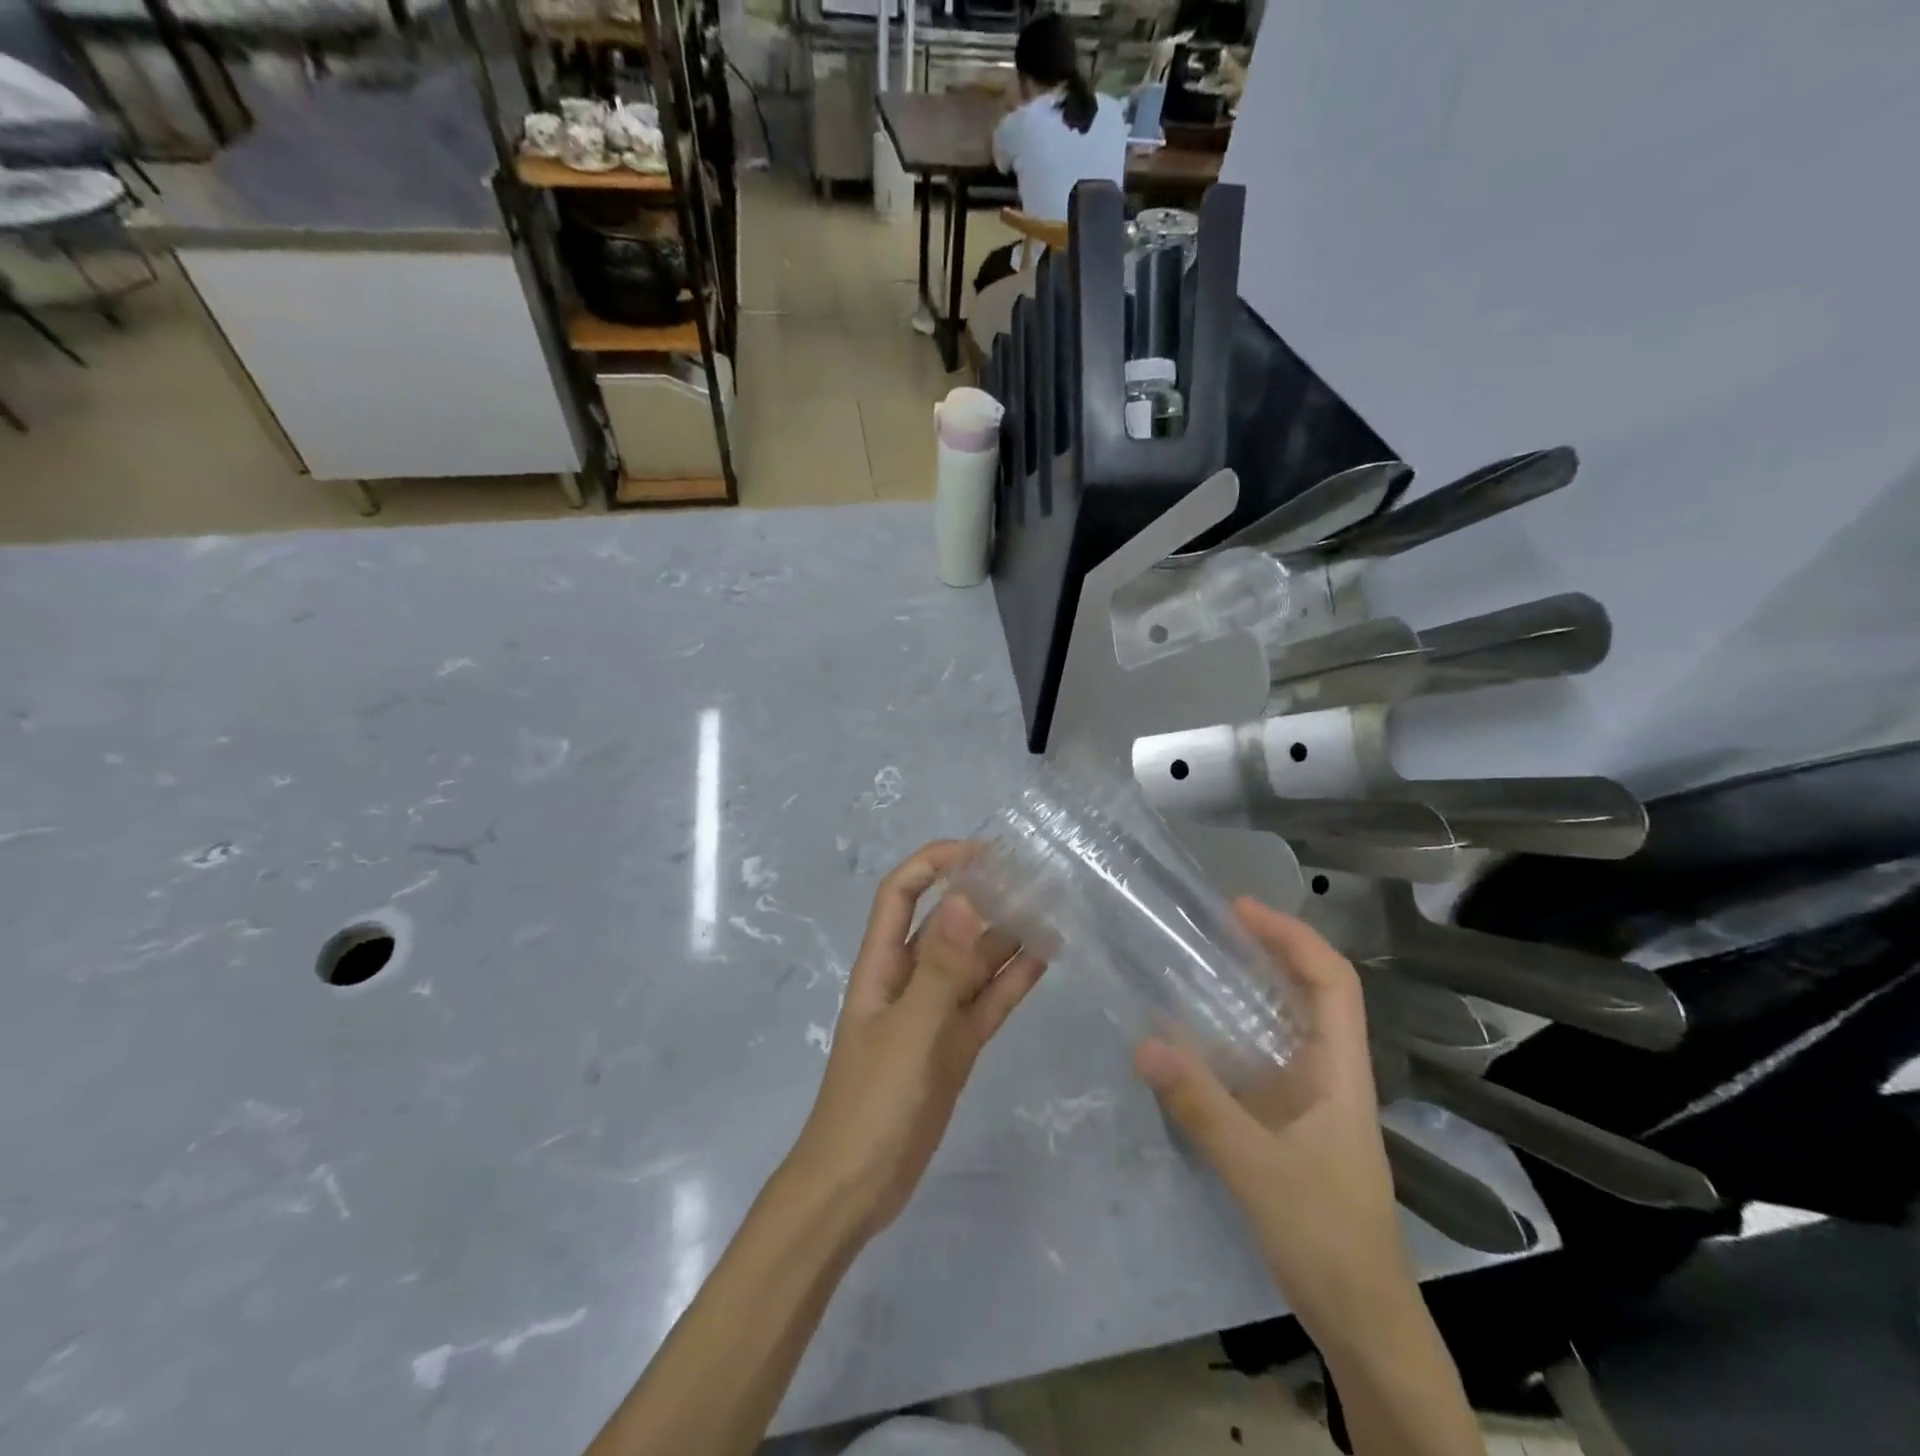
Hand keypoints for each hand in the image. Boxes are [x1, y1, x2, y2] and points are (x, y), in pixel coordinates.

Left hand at [785, 841, 1046, 1239]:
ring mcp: (936, 1013)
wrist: (857, 1188)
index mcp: (883, 964)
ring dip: (1007, 936)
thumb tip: (964, 899)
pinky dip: (1014, 980)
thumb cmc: (871, 1103)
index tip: (982, 851)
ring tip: (1052, 909)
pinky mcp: (957, 1045)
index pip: (902, 893)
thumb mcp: (908, 1032)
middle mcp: (910, 978)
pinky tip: (1046, 958)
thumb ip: (939, 968)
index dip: (935, 863)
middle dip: (984, 895)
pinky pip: (989, 1001)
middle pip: (948, 923)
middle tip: (1035, 876)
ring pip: (975, 961)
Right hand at [1134, 899, 1407, 1332]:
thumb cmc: (1326, 1237)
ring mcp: (1309, 1097)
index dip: (1293, 936)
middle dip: (1266, 949)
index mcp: (1342, 1070)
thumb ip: (1201, 1107)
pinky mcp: (1287, 1120)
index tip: (1240, 910)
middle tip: (1206, 926)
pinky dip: (1227, 1032)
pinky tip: (1187, 1034)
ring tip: (1191, 962)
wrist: (1361, 1320)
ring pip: (1282, 1023)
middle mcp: (1329, 1071)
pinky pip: (1257, 1058)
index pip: (1332, 981)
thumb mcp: (1258, 1169)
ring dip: (1245, 987)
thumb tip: (1144, 1042)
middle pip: (1308, 991)